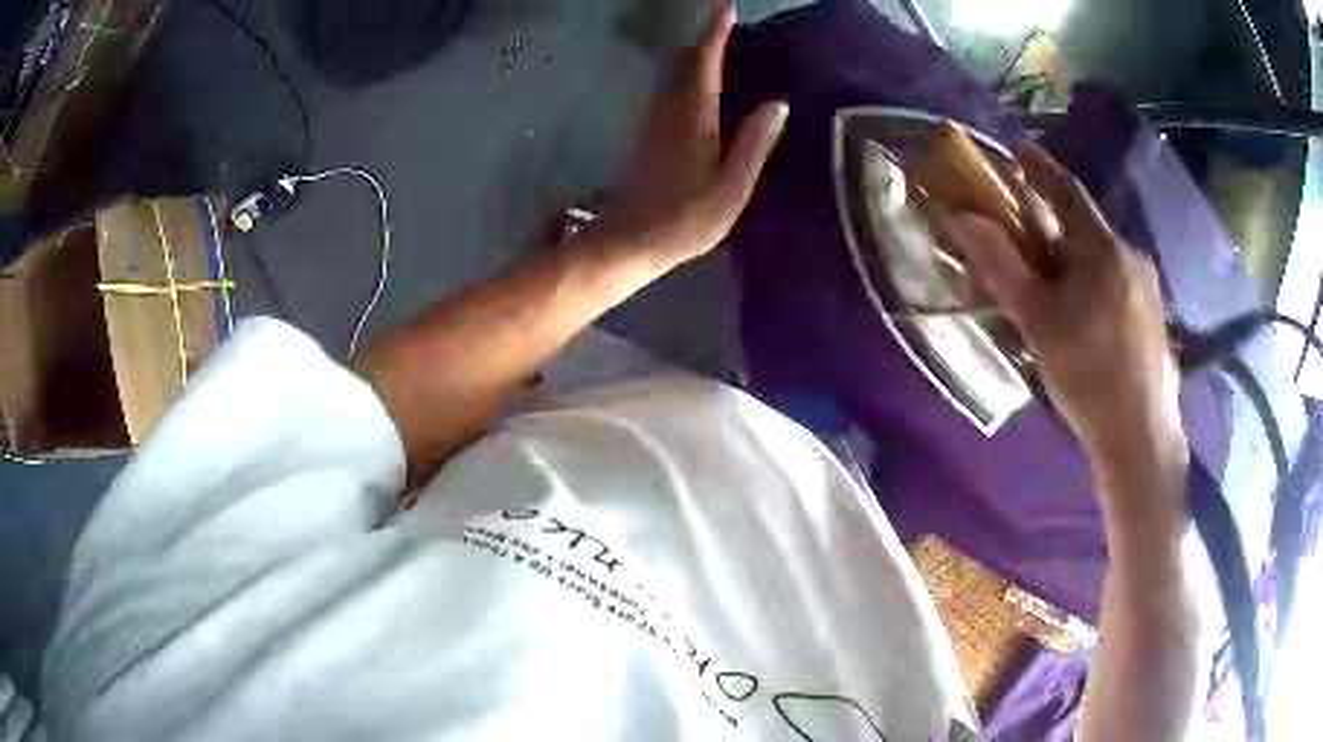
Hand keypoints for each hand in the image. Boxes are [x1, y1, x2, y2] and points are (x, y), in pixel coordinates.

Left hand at [587, 2, 788, 267]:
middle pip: (685, 61)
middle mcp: (669, 110)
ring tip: (722, 49)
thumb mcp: (731, 189)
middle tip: (730, 26)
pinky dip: (687, 76)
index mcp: (693, 117)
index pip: (705, 61)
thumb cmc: (684, 220)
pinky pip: (670, 91)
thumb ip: (754, 144)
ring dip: (695, 56)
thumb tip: (777, 102)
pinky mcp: (648, 136)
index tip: (726, 6)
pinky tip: (700, 87)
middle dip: (706, 39)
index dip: (716, 32)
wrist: (628, 242)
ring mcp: (654, 122)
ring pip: (674, 75)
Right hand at [939, 145, 1183, 465]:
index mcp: (1102, 248)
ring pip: (1103, 259)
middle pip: (1085, 227)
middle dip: (1055, 223)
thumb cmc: (1087, 374)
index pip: (1066, 191)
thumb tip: (962, 216)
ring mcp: (1147, 287)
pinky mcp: (1154, 317)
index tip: (1019, 151)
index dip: (1040, 168)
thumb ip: (1000, 264)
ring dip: (1075, 258)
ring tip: (1055, 287)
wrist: (1141, 438)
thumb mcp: (1036, 320)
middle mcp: (1130, 256)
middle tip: (1029, 238)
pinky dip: (1095, 283)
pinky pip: (1118, 284)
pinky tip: (1085, 318)